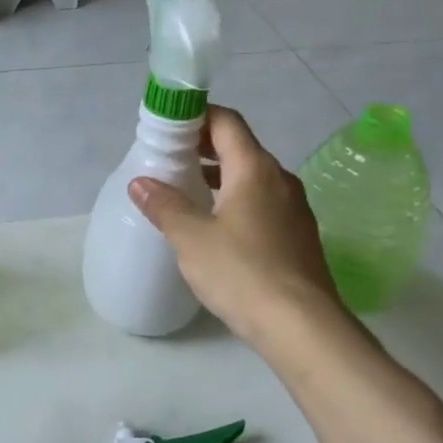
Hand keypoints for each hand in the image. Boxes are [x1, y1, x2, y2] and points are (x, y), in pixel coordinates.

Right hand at [128, 104, 347, 347]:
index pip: (226, 122)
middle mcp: (280, 180)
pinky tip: (215, 225)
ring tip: (187, 188)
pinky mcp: (297, 237)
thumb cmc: (242, 272)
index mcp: (255, 169)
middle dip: (203, 146)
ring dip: (220, 175)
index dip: (197, 115)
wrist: (303, 327)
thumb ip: (165, 205)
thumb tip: (139, 182)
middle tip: (169, 156)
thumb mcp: (191, 238)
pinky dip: (235, 199)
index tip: (167, 125)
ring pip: (252, 177)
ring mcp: (294, 209)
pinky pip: (262, 202)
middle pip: (240, 147)